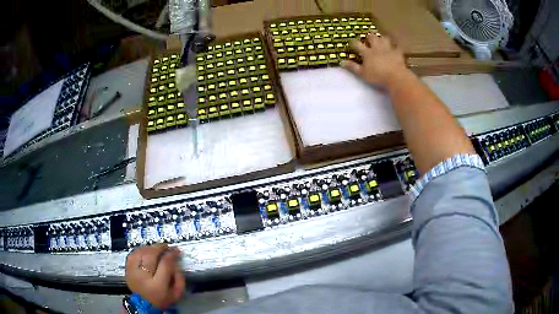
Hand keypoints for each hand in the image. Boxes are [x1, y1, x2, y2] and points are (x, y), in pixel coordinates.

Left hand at [125, 244, 184, 309]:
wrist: (143, 305)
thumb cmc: (161, 299)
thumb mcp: (176, 294)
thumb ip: (179, 278)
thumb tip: (176, 263)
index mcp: (158, 285)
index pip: (165, 264)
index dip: (172, 255)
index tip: (176, 251)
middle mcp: (143, 277)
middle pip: (151, 255)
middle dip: (160, 248)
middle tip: (166, 246)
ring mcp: (133, 272)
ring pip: (141, 253)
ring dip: (150, 248)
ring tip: (156, 248)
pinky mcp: (127, 269)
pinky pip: (132, 254)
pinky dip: (140, 250)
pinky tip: (146, 251)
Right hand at [342, 34, 408, 89]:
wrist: (396, 77)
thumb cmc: (377, 76)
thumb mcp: (362, 73)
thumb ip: (352, 67)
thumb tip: (341, 61)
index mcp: (367, 52)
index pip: (357, 44)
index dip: (353, 43)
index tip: (351, 44)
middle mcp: (377, 48)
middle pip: (372, 37)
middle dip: (369, 37)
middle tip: (368, 38)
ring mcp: (388, 49)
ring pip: (384, 39)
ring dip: (382, 38)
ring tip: (381, 40)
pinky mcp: (398, 53)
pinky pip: (397, 46)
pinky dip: (396, 45)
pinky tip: (396, 46)